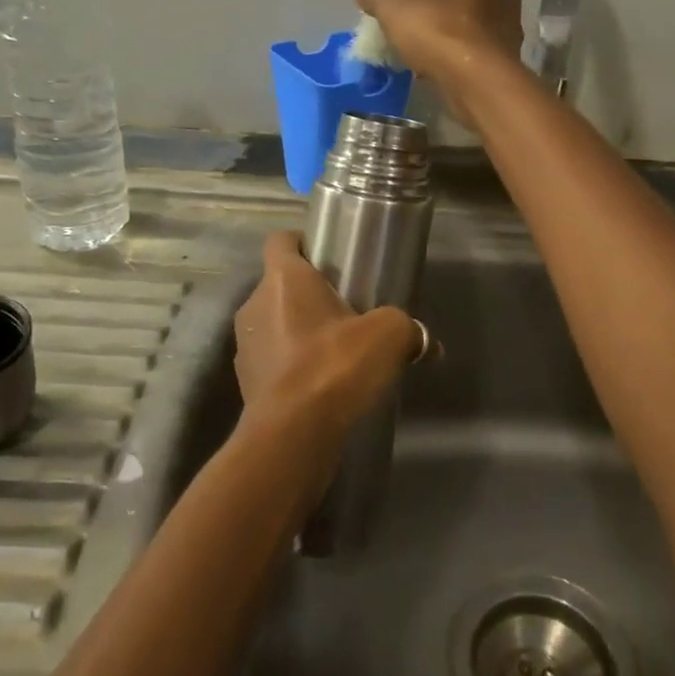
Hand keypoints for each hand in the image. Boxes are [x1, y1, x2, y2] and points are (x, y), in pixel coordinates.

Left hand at [233, 232, 421, 445]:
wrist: (293, 435)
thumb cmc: (335, 366)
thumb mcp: (388, 337)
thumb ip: (407, 330)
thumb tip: (429, 344)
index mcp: (283, 279)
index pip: (281, 240)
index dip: (302, 242)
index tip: (329, 256)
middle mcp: (255, 304)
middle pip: (280, 285)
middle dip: (310, 294)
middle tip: (346, 310)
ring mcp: (245, 345)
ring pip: (275, 323)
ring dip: (301, 331)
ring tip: (336, 351)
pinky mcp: (246, 382)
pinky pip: (274, 361)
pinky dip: (293, 365)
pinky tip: (322, 384)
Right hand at [346, 0, 522, 126]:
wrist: (480, 83)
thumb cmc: (439, 36)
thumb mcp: (396, 14)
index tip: (410, 12)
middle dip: (441, 16)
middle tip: (417, 37)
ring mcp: (510, 23)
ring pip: (472, 27)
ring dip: (453, 41)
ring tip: (429, 61)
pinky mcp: (512, 55)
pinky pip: (481, 52)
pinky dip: (465, 61)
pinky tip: (446, 76)